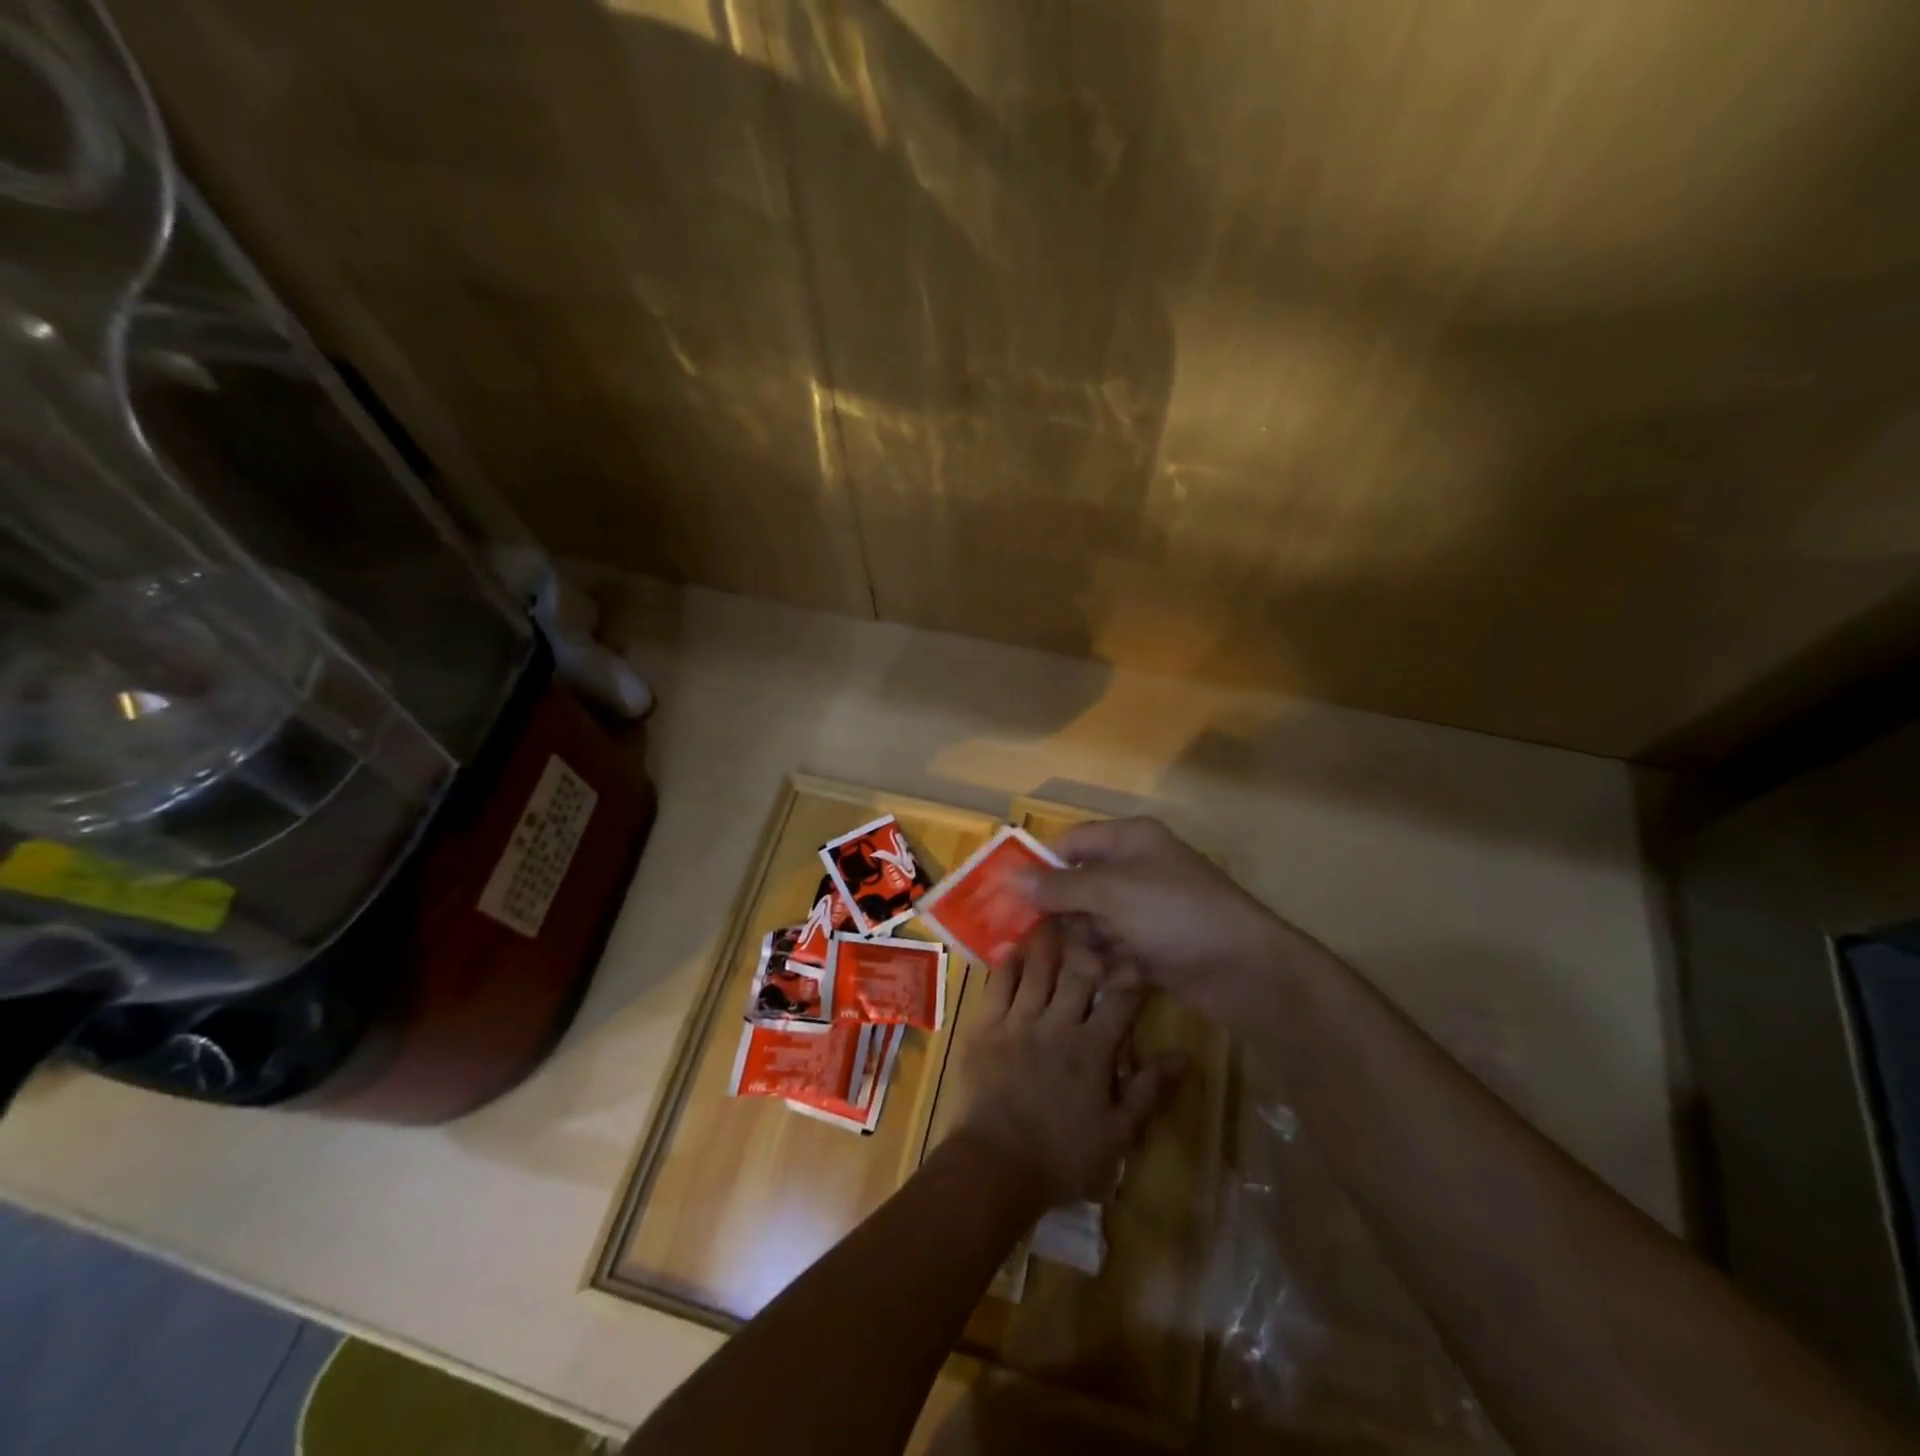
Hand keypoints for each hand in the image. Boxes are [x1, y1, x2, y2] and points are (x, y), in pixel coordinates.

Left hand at [950, 920, 1184, 1207]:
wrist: (995, 1166)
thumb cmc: (1062, 1155)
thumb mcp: (1118, 1133)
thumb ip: (1149, 1090)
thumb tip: (1184, 1055)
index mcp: (1093, 1049)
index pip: (1121, 1000)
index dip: (1132, 975)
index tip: (1138, 958)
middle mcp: (1057, 1024)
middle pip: (1077, 973)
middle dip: (1088, 946)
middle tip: (1092, 923)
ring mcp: (1018, 1021)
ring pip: (1037, 969)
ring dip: (1048, 943)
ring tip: (1054, 919)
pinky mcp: (986, 1025)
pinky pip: (998, 984)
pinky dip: (1008, 963)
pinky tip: (1014, 947)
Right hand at [1031, 816, 1331, 1020]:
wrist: (1245, 970)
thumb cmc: (1175, 914)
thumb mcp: (1111, 893)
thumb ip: (1059, 887)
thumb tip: (1011, 877)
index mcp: (1129, 841)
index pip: (1070, 845)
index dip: (1041, 869)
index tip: (1012, 899)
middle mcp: (1134, 871)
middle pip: (1076, 891)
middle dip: (1070, 921)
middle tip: (1067, 942)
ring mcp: (1146, 911)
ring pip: (1092, 927)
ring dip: (1092, 950)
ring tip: (1105, 966)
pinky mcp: (1154, 947)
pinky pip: (1115, 952)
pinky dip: (1117, 967)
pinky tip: (1131, 977)